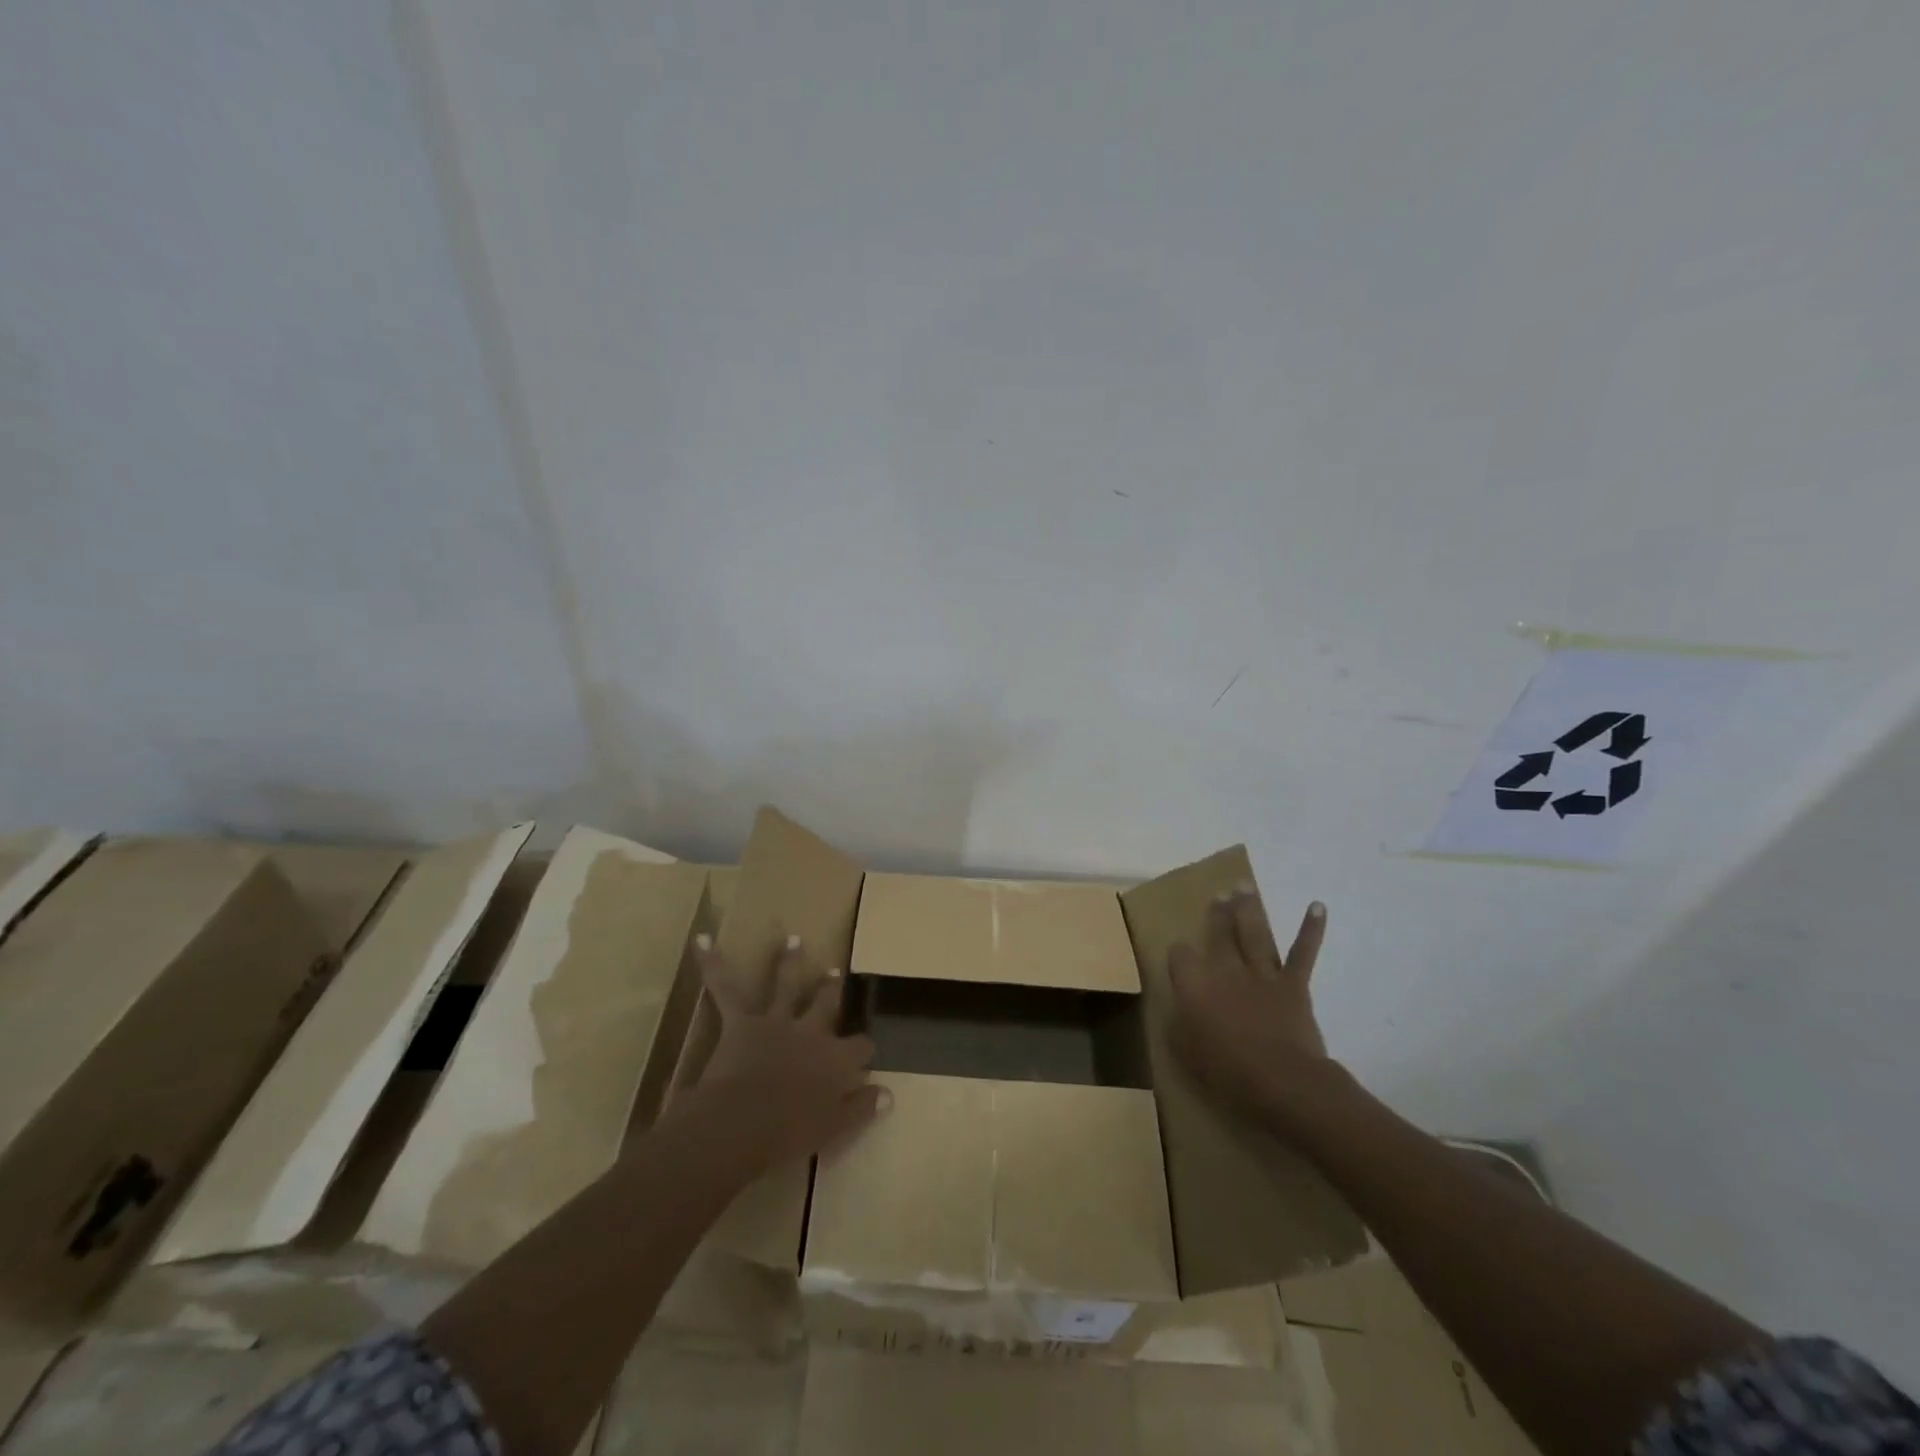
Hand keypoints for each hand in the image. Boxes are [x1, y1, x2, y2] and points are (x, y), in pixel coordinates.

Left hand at [693, 932, 884, 1166]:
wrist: (742, 1123)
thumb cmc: (789, 1133)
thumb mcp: (834, 1127)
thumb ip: (861, 1108)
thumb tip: (888, 1094)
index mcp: (835, 1059)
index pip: (860, 1047)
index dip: (864, 1049)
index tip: (865, 1053)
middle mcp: (810, 1031)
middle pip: (826, 1003)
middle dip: (831, 989)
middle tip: (834, 972)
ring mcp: (776, 1021)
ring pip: (786, 984)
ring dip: (789, 961)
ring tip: (793, 940)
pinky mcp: (742, 1021)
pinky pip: (725, 987)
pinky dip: (712, 963)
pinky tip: (702, 939)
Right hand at [1168, 888, 1331, 1119]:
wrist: (1283, 1081)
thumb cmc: (1228, 1072)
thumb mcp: (1186, 1052)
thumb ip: (1179, 1024)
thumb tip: (1177, 1008)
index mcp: (1195, 984)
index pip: (1180, 955)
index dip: (1179, 955)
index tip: (1180, 959)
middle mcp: (1225, 970)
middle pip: (1219, 933)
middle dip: (1218, 913)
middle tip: (1219, 894)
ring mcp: (1261, 974)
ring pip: (1253, 933)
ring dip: (1249, 908)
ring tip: (1244, 886)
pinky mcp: (1293, 985)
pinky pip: (1302, 953)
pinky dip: (1311, 929)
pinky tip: (1317, 907)